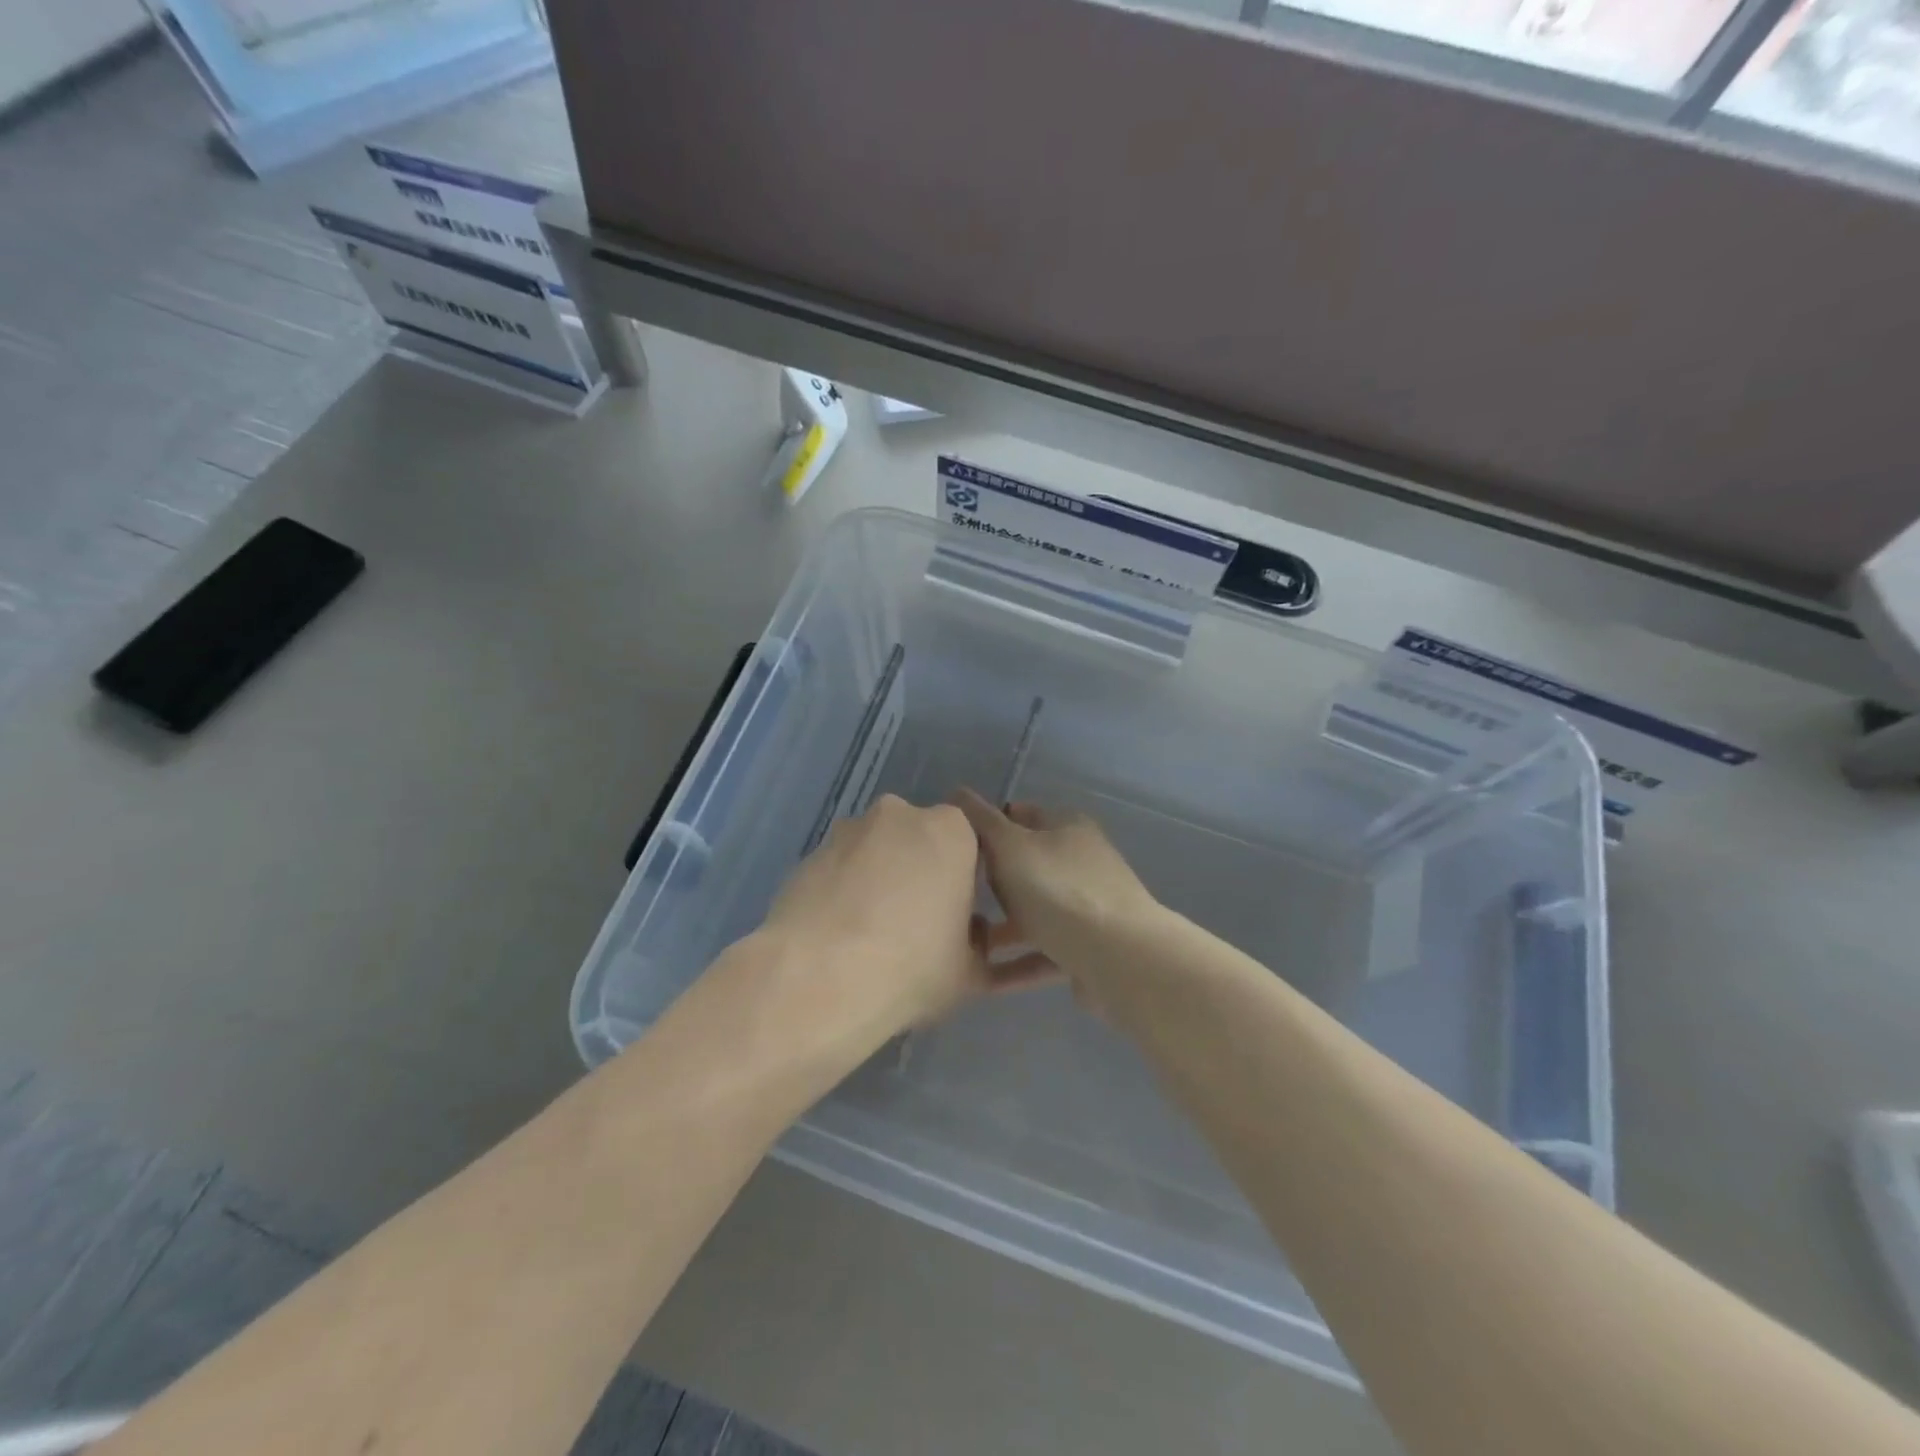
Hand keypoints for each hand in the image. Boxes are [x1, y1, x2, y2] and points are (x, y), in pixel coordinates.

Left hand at [759, 795, 1053, 1046]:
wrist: (817, 979)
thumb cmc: (910, 967)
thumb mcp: (970, 969)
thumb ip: (982, 943)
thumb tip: (972, 932)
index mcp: (950, 831)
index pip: (969, 843)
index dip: (965, 878)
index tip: (957, 913)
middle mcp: (900, 815)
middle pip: (919, 840)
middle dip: (920, 872)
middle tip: (916, 924)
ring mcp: (849, 830)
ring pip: (877, 851)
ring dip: (879, 879)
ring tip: (871, 933)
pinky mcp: (809, 853)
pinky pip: (841, 869)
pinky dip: (845, 891)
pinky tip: (839, 934)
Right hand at [951, 790, 1160, 1001]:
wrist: (1119, 959)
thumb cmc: (1058, 890)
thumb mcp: (1010, 846)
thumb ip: (981, 821)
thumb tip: (959, 791)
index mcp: (1068, 827)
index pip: (1021, 814)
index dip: (989, 826)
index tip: (958, 848)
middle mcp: (1082, 862)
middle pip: (1029, 865)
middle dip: (994, 879)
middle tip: (956, 894)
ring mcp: (1090, 908)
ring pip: (1036, 911)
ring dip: (1004, 925)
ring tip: (963, 940)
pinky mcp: (1091, 949)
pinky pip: (1045, 951)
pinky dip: (1018, 961)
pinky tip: (987, 975)